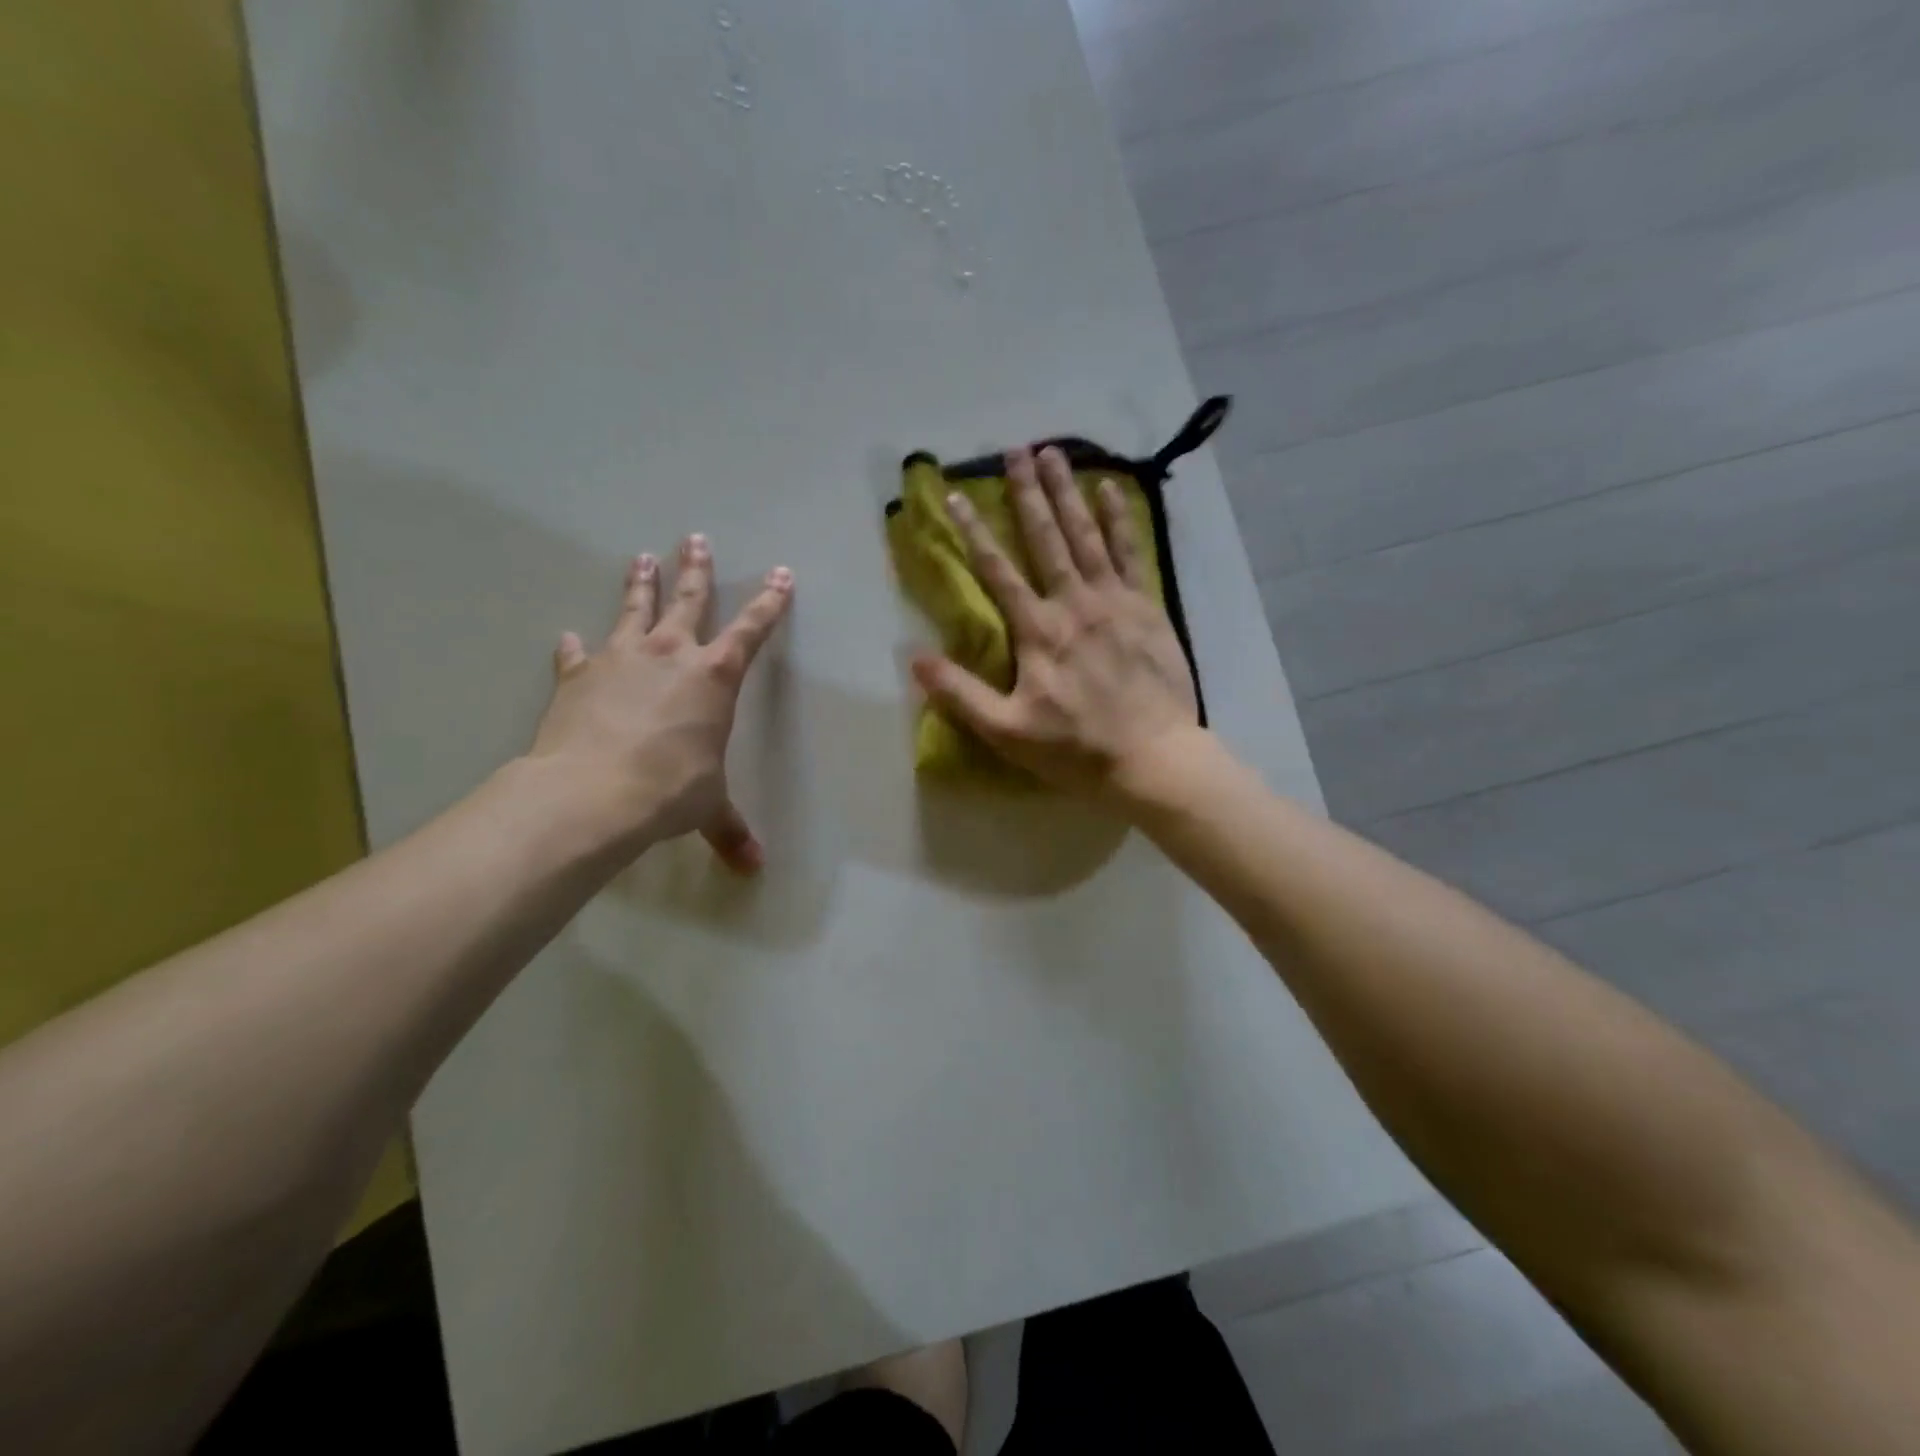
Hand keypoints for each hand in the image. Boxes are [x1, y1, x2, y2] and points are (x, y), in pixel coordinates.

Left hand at [529, 535, 793, 870]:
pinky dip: (576, 648)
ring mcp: (620, 659)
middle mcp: (670, 655)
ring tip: (642, 557)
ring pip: (634, 610)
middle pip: (689, 601)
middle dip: (697, 570)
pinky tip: (569, 638)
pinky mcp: (578, 676)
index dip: (770, 603)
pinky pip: (578, 654)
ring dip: (641, 584)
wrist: (593, 792)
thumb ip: (730, 830)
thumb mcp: (708, 808)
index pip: (752, 630)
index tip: (781, 575)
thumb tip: (754, 870)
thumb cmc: (669, 791)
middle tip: (695, 540)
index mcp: (714, 677)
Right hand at [911, 445, 1199, 803]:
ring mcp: (1115, 601)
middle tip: (1015, 449)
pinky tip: (1111, 489)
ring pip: (1086, 535)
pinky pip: (1131, 552)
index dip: (975, 532)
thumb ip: (960, 694)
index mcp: (1038, 631)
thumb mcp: (1006, 731)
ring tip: (1054, 453)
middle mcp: (1074, 603)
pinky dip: (1120, 519)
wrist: (1153, 758)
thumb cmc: (1076, 749)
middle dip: (1027, 493)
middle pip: (1046, 538)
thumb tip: (915, 658)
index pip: (998, 571)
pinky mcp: (1148, 608)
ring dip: (1068, 492)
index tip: (958, 495)